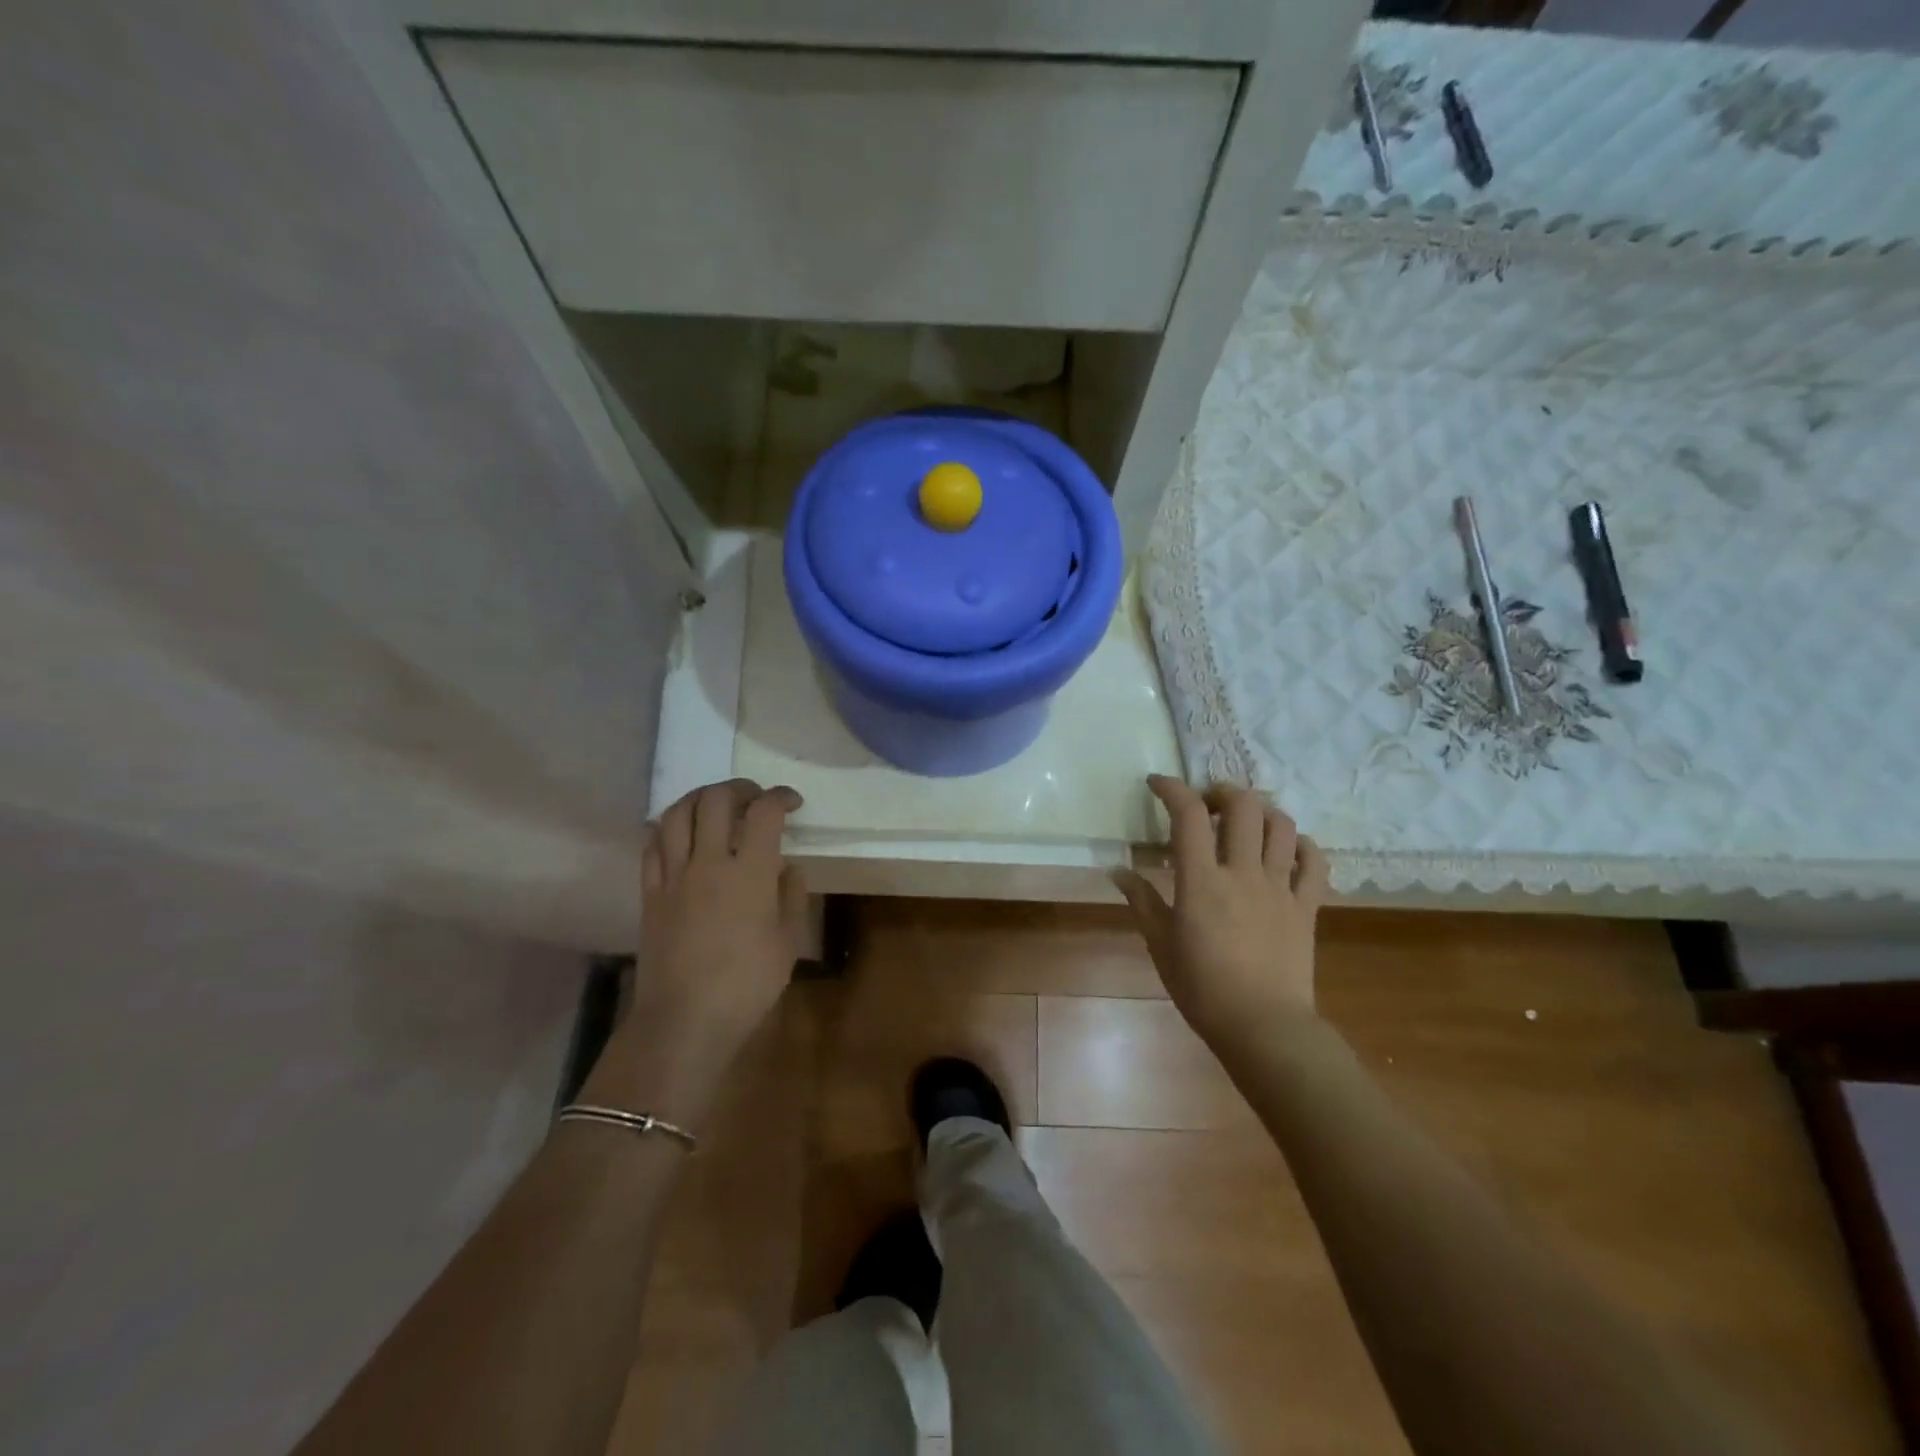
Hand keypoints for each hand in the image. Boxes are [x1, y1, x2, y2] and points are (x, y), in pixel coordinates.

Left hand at [588, 779, 806, 1125]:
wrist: (685, 1020)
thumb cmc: (747, 984)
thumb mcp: (788, 941)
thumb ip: (791, 895)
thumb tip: (785, 867)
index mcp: (750, 873)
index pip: (764, 812)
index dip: (780, 797)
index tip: (791, 802)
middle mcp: (709, 861)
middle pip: (716, 799)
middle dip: (740, 788)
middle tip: (755, 798)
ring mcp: (674, 875)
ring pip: (678, 813)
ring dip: (700, 798)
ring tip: (716, 804)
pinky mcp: (650, 892)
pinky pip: (652, 843)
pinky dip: (668, 826)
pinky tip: (680, 831)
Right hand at [1114, 775, 1329, 1047]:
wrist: (1263, 1027)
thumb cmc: (1202, 988)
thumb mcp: (1160, 944)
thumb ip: (1141, 900)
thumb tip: (1116, 870)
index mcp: (1202, 881)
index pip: (1188, 815)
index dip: (1172, 788)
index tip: (1157, 784)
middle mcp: (1243, 873)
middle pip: (1243, 806)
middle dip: (1222, 791)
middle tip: (1207, 803)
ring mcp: (1281, 888)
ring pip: (1282, 826)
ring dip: (1262, 811)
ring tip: (1246, 820)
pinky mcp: (1307, 906)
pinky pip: (1315, 863)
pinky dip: (1303, 845)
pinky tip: (1288, 848)